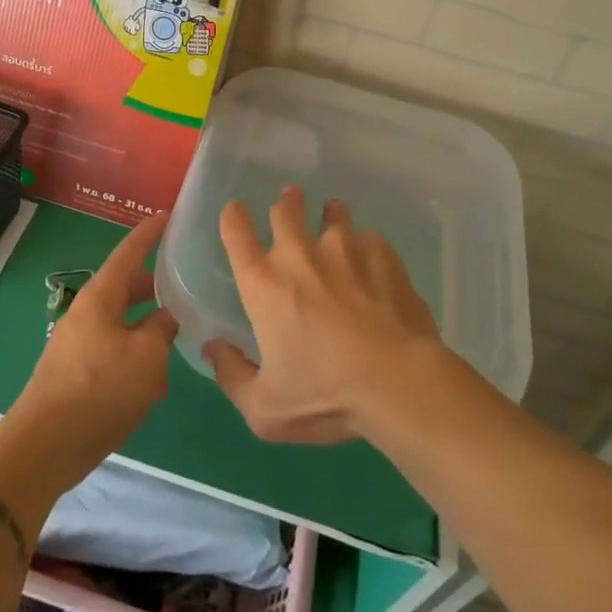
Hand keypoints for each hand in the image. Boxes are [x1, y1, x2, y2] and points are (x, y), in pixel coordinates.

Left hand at [4, 214, 178, 494]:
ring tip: (176, 338)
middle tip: (183, 283)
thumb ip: (161, 329)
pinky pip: (112, 352)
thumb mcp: (147, 357)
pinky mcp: (75, 374)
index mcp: (101, 297)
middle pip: (124, 288)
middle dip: (152, 285)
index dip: (149, 233)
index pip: (129, 252)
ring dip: (146, 328)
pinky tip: (153, 383)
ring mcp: (77, 344)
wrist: (44, 447)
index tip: (167, 215)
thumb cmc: (99, 390)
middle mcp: (86, 313)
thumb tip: (164, 317)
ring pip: (120, 323)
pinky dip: (135, 357)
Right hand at [206, 187, 442, 443]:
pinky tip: (374, 267)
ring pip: (332, 214)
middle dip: (285, 203)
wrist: (399, 383)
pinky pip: (369, 239)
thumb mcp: (265, 408)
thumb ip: (232, 376)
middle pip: (284, 208)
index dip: (233, 215)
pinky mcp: (382, 253)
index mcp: (263, 283)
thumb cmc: (326, 396)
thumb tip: (212, 348)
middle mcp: (298, 253)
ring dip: (330, 216)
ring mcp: (344, 247)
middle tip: (289, 204)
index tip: (236, 213)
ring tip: (334, 222)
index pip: (235, 229)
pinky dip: (366, 248)